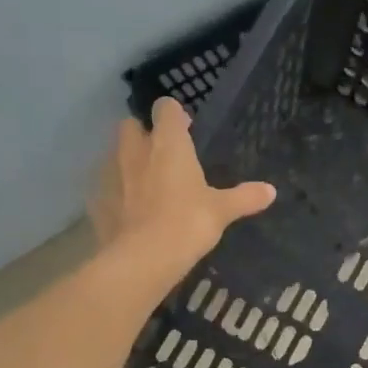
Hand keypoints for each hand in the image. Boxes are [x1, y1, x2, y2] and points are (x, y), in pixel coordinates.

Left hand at [90, 98, 275, 281]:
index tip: (185, 127)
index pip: (165, 108)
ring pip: (114, 154)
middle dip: (143, 133)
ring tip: (144, 183)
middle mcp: (135, 149)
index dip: (174, 114)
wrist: (143, 258)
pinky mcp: (97, 199)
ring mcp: (110, 173)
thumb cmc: (187, 223)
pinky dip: (115, 192)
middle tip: (161, 154)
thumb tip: (271, 191)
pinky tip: (127, 210)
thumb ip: (245, 197)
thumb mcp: (222, 211)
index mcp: (168, 143)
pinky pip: (105, 186)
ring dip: (126, 161)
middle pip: (131, 125)